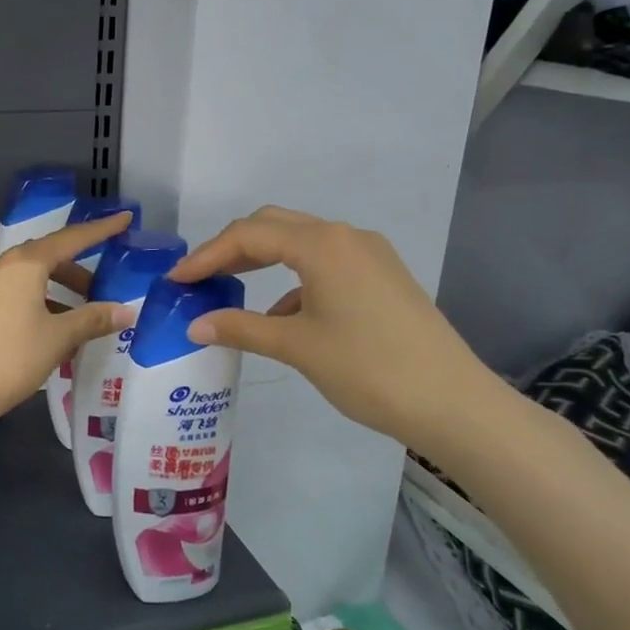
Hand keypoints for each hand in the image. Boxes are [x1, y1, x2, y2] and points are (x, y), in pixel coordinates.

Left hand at [0, 213, 136, 429]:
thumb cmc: (11, 357)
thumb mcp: (59, 337)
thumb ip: (93, 319)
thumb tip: (127, 310)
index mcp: (24, 264)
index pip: (70, 239)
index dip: (100, 230)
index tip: (124, 219)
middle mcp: (0, 266)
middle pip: (46, 257)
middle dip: (75, 272)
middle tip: (100, 291)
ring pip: (27, 278)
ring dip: (55, 291)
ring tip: (76, 319)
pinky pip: (11, 294)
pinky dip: (35, 302)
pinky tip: (46, 330)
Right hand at [169, 207, 497, 453]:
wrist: (453, 403)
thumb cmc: (367, 368)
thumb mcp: (296, 346)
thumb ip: (240, 327)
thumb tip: (195, 325)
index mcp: (321, 244)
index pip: (248, 235)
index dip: (206, 256)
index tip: (176, 280)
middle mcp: (345, 236)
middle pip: (273, 227)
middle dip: (232, 248)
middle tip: (200, 278)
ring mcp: (369, 254)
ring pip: (301, 242)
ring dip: (263, 260)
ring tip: (232, 290)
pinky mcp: (383, 276)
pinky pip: (325, 263)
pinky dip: (294, 279)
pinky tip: (282, 314)